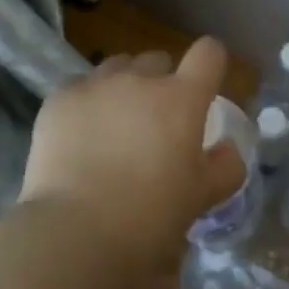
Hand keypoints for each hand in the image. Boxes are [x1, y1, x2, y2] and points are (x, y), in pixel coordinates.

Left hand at [19, 39, 245, 276]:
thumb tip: (228, 149)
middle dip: (160, 83)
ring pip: (117, 68)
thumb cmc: (149, 218)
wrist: (75, 234)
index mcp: (182, 99)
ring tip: (113, 126)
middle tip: (154, 123)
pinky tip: (79, 136)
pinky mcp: (60, 99)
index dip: (210, 64)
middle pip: (157, 61)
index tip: (204, 86)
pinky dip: (85, 103)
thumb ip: (224, 168)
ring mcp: (97, 85)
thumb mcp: (200, 198)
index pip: (208, 54)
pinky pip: (79, 87)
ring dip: (122, 87)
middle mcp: (140, 80)